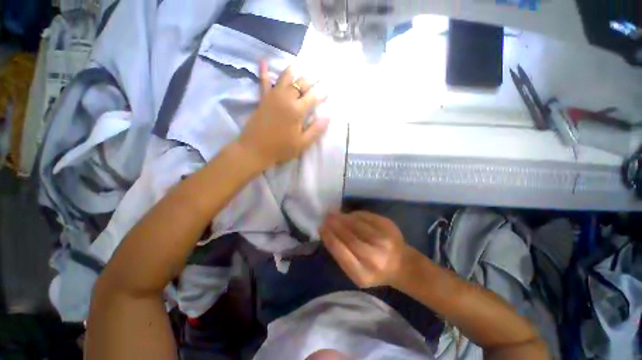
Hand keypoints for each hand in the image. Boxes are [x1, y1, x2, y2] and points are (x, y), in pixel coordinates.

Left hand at [238, 61, 328, 168]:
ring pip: (285, 78)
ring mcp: (273, 97)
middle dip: (312, 78)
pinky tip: (263, 61)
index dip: (323, 91)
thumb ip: (315, 130)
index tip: (331, 86)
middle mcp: (286, 99)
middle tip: (319, 73)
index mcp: (297, 111)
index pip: (313, 97)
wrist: (254, 149)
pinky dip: (264, 72)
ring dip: (294, 70)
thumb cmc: (280, 149)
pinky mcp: (263, 99)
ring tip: (300, 62)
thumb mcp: (302, 144)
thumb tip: (328, 118)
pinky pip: (263, 82)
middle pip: (301, 84)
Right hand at [319, 211, 407, 287]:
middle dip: (335, 225)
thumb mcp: (356, 273)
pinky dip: (355, 215)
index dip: (329, 238)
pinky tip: (348, 215)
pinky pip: (367, 217)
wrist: (401, 264)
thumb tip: (328, 232)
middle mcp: (375, 257)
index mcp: (363, 274)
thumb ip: (342, 255)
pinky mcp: (389, 226)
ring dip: (343, 218)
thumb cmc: (374, 271)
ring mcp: (384, 240)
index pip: (341, 252)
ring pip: (358, 224)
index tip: (321, 228)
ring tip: (334, 214)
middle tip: (326, 217)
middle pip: (349, 236)